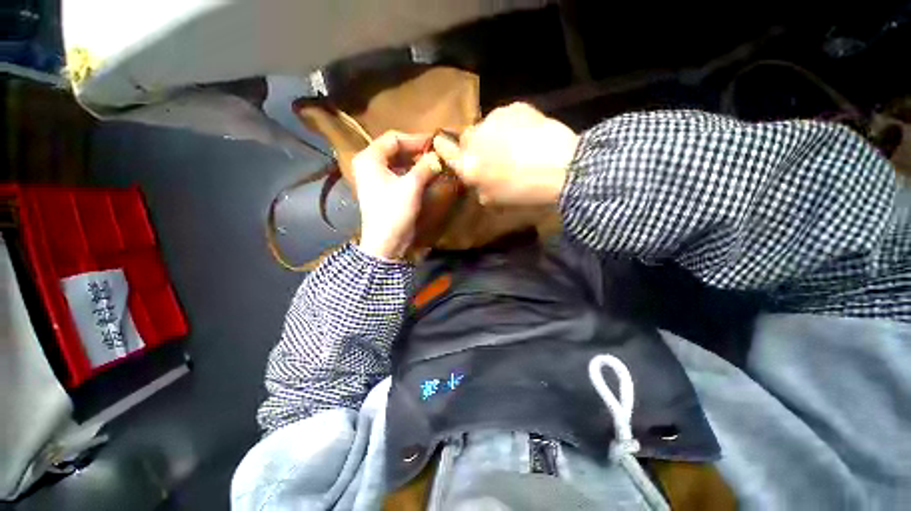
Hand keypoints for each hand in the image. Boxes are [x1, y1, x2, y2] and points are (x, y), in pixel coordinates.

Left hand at [353, 131, 440, 260]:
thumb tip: (438, 156)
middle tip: (436, 153)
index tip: (435, 142)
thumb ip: (425, 167)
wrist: (386, 242)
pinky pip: (398, 173)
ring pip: (397, 161)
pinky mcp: (383, 189)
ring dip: (415, 162)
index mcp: (370, 158)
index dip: (415, 139)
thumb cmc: (394, 212)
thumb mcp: (411, 187)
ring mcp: (375, 177)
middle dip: (416, 150)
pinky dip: (412, 172)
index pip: (393, 138)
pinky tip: (425, 175)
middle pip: (394, 149)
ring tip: (433, 163)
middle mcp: (369, 164)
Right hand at [433, 102, 578, 206]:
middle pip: (466, 136)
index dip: (444, 147)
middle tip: (492, 154)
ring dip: (493, 134)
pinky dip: (510, 125)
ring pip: (486, 125)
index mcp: (469, 166)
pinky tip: (526, 136)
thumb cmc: (525, 192)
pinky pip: (505, 117)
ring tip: (514, 145)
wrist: (561, 168)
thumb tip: (478, 180)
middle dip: (474, 144)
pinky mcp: (513, 108)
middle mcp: (475, 139)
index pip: (446, 151)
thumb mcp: (495, 200)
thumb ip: (479, 189)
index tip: (444, 145)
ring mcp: (494, 120)